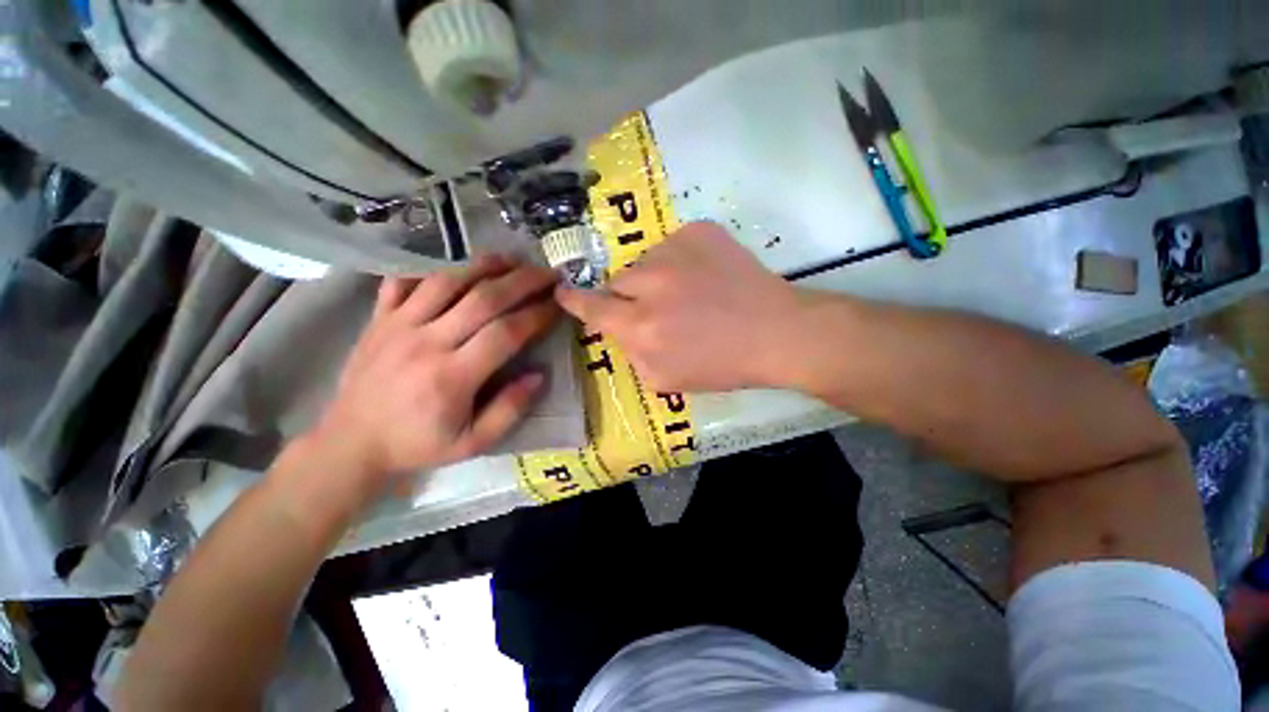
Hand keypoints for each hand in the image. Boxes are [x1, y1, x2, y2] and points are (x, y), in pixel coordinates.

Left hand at [304, 254, 559, 499]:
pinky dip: (432, 267)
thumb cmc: (418, 444)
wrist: (352, 442)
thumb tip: (540, 375)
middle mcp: (426, 342)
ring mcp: (398, 325)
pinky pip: (405, 280)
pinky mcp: (379, 318)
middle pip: (483, 298)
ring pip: (447, 280)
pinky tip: (458, 265)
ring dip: (484, 265)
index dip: (537, 315)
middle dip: (522, 281)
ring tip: (512, 259)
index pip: (505, 333)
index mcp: (452, 377)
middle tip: (548, 274)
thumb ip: (510, 410)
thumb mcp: (473, 443)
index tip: (559, 305)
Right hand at [556, 222, 806, 391]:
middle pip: (617, 282)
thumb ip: (631, 355)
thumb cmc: (722, 365)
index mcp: (640, 326)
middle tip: (658, 309)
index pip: (591, 307)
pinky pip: (673, 245)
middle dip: (629, 296)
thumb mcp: (666, 380)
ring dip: (656, 279)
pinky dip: (681, 261)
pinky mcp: (699, 231)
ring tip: (689, 294)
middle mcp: (650, 283)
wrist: (775, 332)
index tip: (562, 292)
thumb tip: (620, 330)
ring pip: (645, 262)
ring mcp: (675, 250)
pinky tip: (706, 278)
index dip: (573, 300)